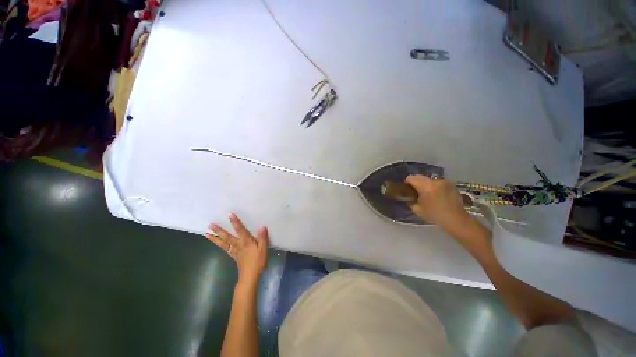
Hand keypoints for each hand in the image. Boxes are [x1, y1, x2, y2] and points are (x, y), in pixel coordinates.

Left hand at [206, 213, 268, 283]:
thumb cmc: (258, 262)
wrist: (250, 275)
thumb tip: (262, 226)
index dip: (235, 222)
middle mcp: (238, 244)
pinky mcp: (233, 255)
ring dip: (215, 238)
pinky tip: (216, 242)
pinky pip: (225, 249)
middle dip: (219, 230)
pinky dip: (219, 245)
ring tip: (206, 234)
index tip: (229, 214)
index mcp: (246, 242)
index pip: (240, 230)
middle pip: (227, 236)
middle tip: (210, 225)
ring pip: (223, 243)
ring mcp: (234, 251)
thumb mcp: (263, 250)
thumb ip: (262, 238)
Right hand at [405, 175, 471, 232]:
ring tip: (431, 197)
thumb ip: (411, 202)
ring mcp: (444, 181)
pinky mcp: (450, 183)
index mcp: (425, 186)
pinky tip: (440, 197)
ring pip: (431, 180)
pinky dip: (438, 188)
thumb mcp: (419, 211)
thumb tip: (409, 198)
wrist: (454, 218)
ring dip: (429, 186)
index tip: (408, 190)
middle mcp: (435, 180)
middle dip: (418, 184)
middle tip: (419, 195)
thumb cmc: (435, 216)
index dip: (407, 183)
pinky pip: (440, 183)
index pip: (412, 178)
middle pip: (422, 178)